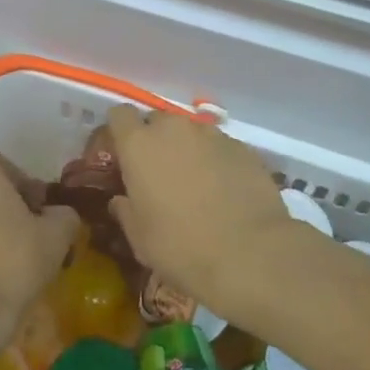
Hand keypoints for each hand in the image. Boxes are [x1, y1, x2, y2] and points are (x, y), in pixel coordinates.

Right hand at [105, 105, 292, 317]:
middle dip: (154, 140)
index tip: (121, 155)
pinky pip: (219, 146)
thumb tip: (121, 200)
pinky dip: (215, 161)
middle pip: (156, 120)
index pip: (119, 115)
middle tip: (158, 173)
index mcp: (139, 145)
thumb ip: (125, 211)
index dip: (119, 132)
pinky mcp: (242, 147)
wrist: (250, 254)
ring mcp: (211, 135)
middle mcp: (173, 129)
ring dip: (186, 150)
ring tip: (194, 184)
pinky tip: (224, 191)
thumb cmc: (181, 247)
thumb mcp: (140, 238)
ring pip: (190, 132)